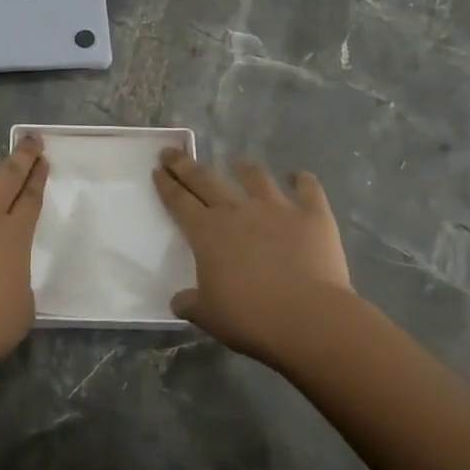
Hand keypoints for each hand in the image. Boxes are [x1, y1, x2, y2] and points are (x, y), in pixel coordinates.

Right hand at [153, 151, 354, 366]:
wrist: (308, 317)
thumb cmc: (250, 317)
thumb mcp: (208, 316)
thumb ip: (191, 303)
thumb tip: (179, 300)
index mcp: (206, 232)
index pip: (178, 200)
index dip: (166, 184)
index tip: (157, 169)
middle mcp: (237, 211)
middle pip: (205, 180)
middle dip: (186, 165)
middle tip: (173, 153)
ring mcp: (276, 207)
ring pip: (255, 177)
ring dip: (244, 168)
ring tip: (239, 163)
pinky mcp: (311, 214)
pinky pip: (307, 188)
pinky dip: (302, 180)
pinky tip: (299, 176)